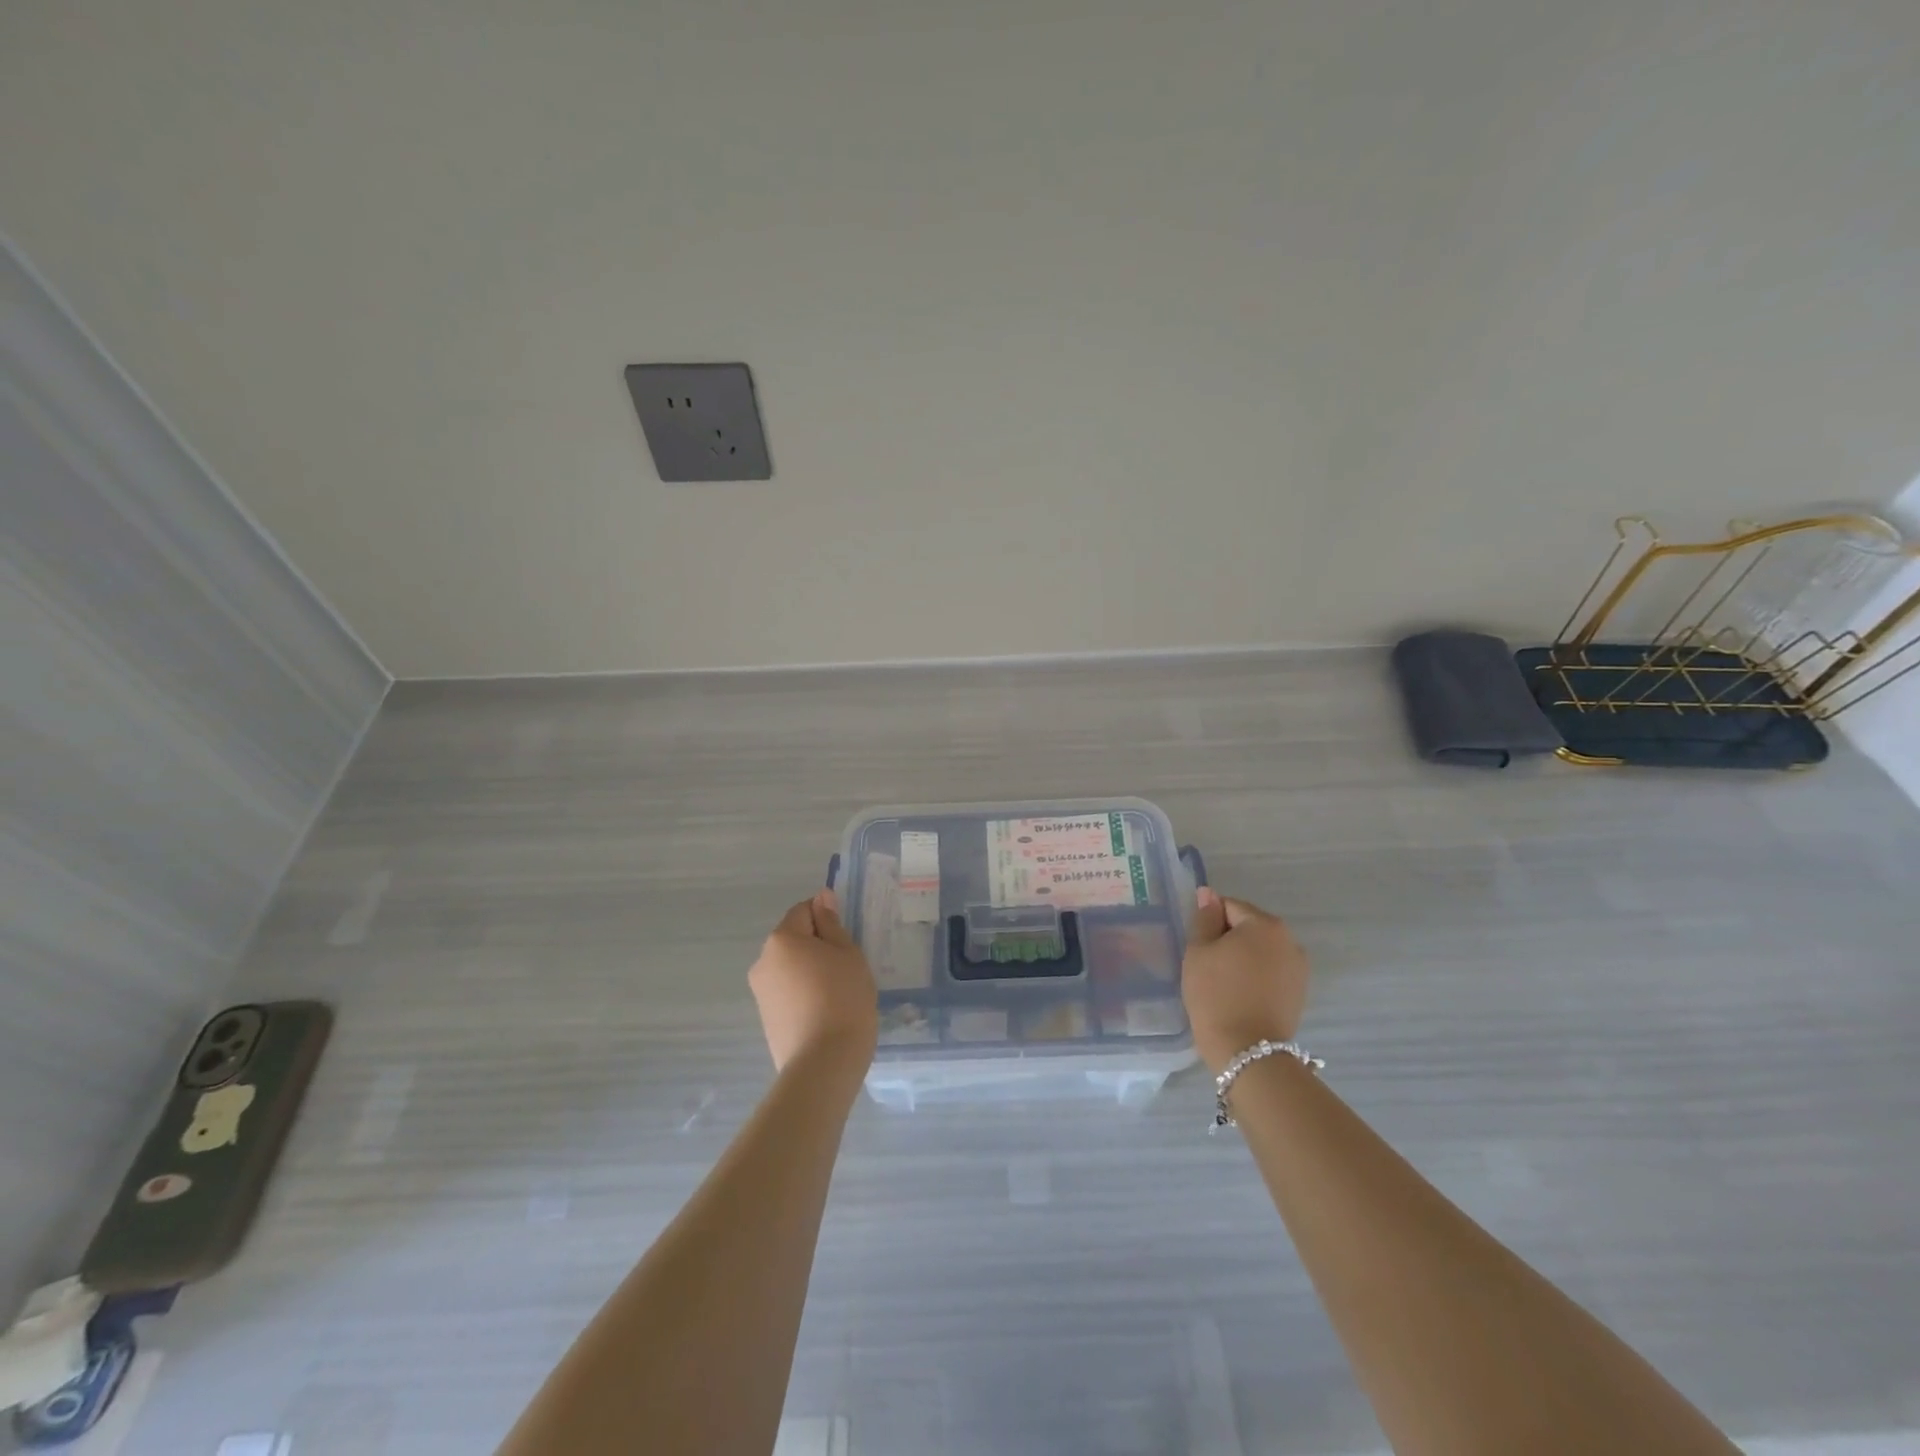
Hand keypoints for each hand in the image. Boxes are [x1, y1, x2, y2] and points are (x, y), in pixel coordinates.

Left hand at [748, 890, 878, 1076]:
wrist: (824, 1064)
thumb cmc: (843, 997)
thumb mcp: (847, 953)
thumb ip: (832, 923)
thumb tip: (821, 897)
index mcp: (781, 939)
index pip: (804, 910)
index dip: (828, 920)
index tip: (847, 941)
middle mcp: (763, 961)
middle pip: (795, 939)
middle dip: (819, 946)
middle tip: (847, 968)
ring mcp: (761, 993)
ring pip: (791, 968)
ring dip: (811, 972)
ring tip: (838, 994)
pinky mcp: (766, 1019)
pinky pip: (788, 993)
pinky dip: (805, 995)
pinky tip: (826, 1013)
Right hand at [1181, 887, 1310, 1073]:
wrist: (1247, 1050)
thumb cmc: (1216, 994)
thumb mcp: (1199, 951)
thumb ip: (1204, 918)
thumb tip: (1208, 894)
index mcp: (1264, 924)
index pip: (1228, 906)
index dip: (1209, 923)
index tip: (1199, 948)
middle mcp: (1289, 939)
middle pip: (1248, 926)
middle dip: (1228, 939)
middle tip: (1208, 966)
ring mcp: (1299, 967)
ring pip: (1261, 949)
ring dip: (1243, 957)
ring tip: (1225, 983)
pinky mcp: (1300, 991)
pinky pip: (1271, 970)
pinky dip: (1256, 975)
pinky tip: (1241, 995)